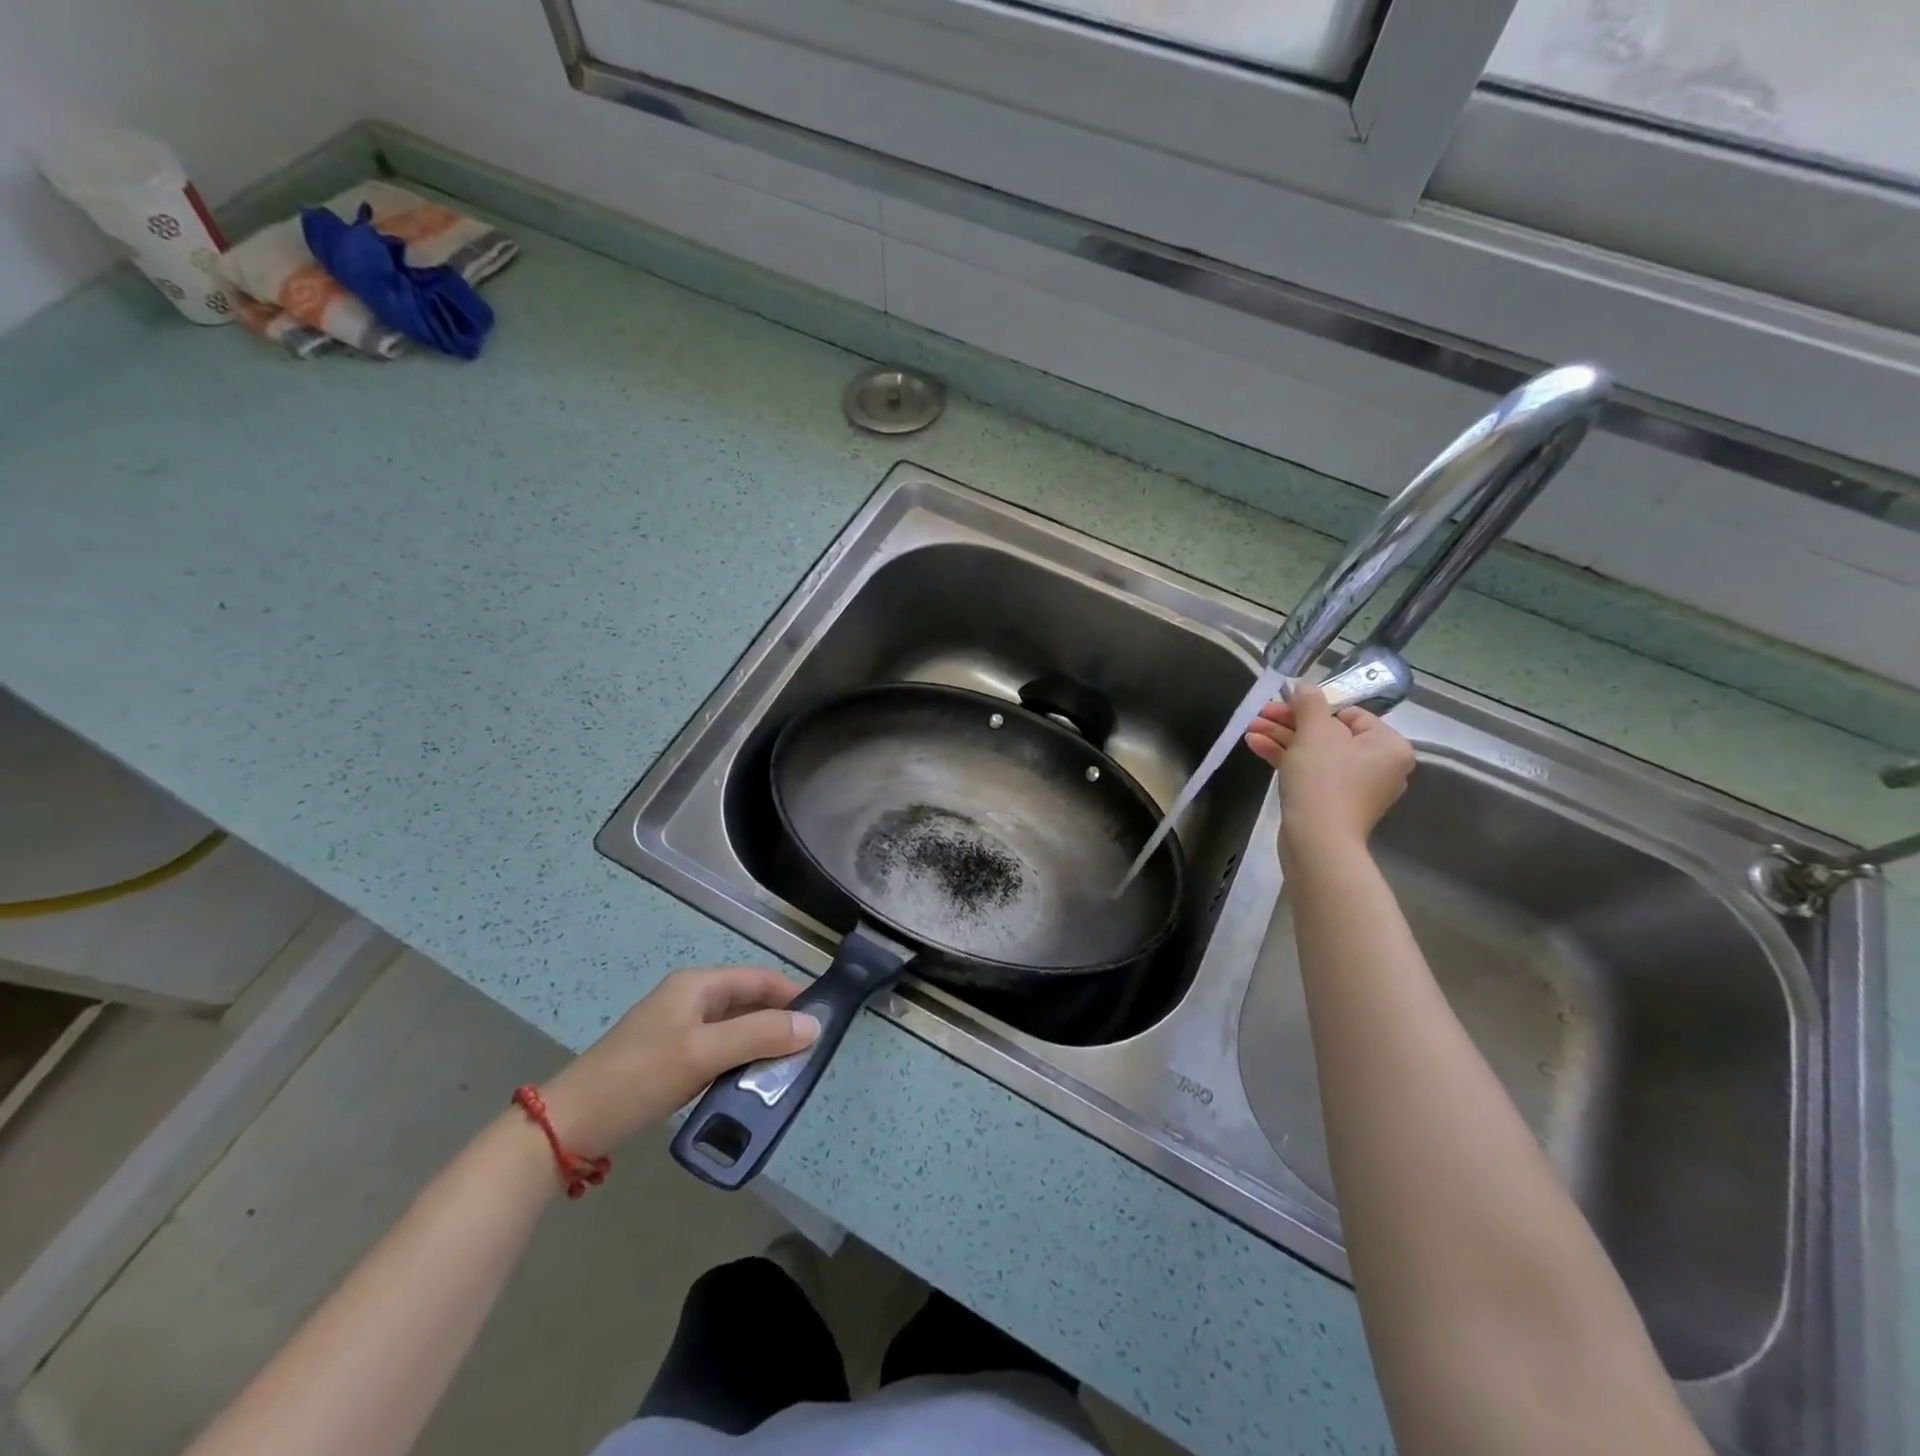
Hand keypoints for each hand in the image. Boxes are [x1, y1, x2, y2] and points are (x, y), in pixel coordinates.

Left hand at [539, 967, 819, 1156]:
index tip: (825, 1017)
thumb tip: (814, 1025)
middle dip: (780, 1021)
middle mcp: (690, 999)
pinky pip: (719, 1050)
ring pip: (735, 1028)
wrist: (571, 1124)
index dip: (793, 994)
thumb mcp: (705, 1053)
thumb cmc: (641, 1076)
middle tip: (811, 1049)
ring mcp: (678, 1028)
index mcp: (698, 985)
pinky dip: (741, 1061)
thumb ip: (761, 1035)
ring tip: (789, 1069)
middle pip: (749, 1001)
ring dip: (761, 1044)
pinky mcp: (671, 1057)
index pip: (760, 978)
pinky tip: (752, 1083)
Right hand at [1245, 680, 1414, 853]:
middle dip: (1290, 722)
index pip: (1350, 714)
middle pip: (1329, 733)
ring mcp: (1356, 788)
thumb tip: (1304, 685)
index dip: (1313, 707)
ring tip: (1250, 729)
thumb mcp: (1314, 732)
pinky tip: (1256, 746)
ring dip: (1282, 738)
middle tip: (1260, 714)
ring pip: (1315, 753)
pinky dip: (1287, 759)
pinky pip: (1312, 773)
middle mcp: (1379, 766)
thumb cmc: (1323, 779)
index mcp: (1388, 745)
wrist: (1317, 841)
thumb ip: (1309, 703)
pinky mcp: (1334, 804)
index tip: (1282, 703)